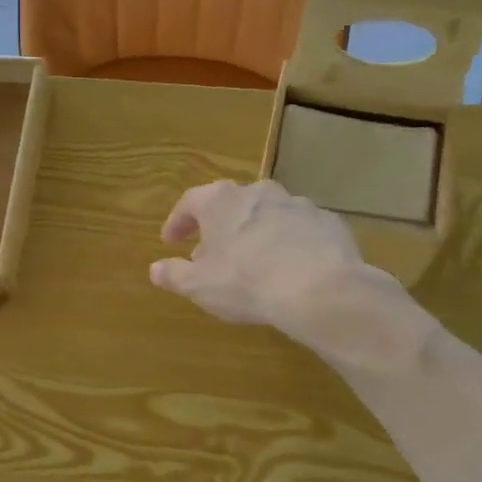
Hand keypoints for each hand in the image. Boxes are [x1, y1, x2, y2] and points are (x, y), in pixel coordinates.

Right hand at [149, 180, 393, 340]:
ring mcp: (295, 204)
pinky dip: (287, 242)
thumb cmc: (245, 282)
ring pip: (265, 213)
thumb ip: (174, 275)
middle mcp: (257, 192)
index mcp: (220, 201)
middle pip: (229, 204)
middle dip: (216, 227)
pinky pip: (297, 229)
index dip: (177, 222)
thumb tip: (155, 269)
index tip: (170, 241)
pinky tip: (287, 267)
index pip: (189, 202)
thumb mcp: (199, 286)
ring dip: (253, 232)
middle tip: (209, 253)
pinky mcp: (326, 221)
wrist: (319, 289)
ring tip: (250, 261)